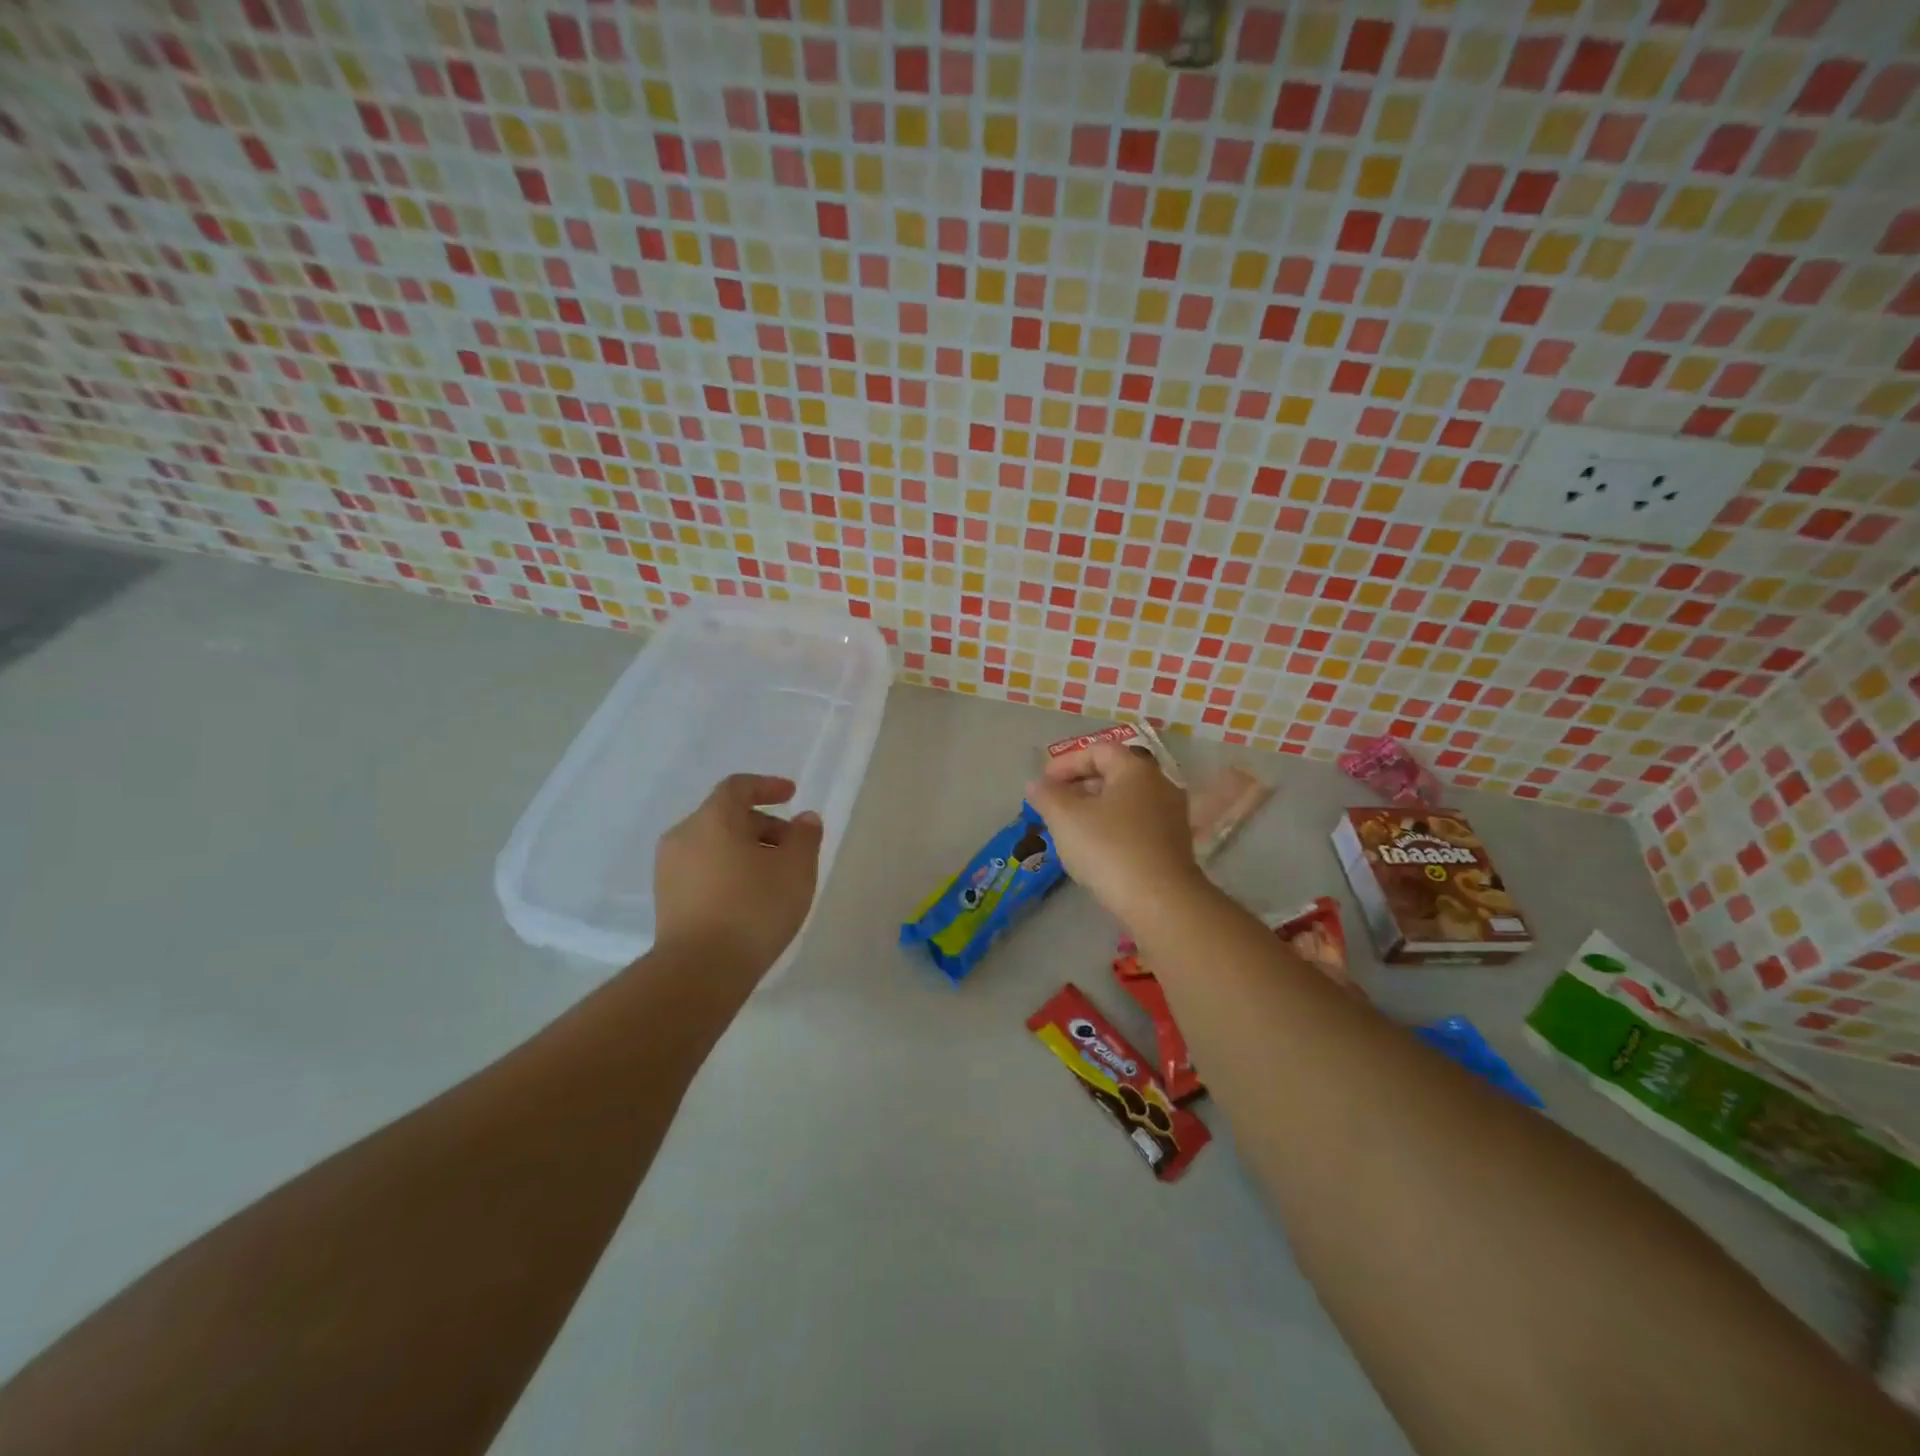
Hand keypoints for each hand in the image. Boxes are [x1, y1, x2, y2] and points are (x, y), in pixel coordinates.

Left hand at [653, 774, 822, 972]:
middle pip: (726, 817)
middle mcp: (684, 836)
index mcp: (712, 819)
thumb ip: (805, 837)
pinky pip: (703, 871)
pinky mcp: (667, 901)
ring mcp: (669, 870)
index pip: (738, 787)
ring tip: (775, 877)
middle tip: (793, 847)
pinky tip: (751, 898)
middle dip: (763, 825)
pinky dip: (728, 872)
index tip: (792, 794)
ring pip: (714, 846)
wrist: (699, 971)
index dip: (767, 786)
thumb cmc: (753, 908)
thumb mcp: (796, 869)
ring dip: (746, 851)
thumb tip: (804, 819)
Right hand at [1025, 742, 1199, 916]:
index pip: (1098, 750)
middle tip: (1053, 804)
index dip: (1066, 763)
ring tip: (1069, 828)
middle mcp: (1159, 785)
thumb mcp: (1065, 818)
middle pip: (1114, 774)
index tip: (1043, 783)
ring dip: (1095, 809)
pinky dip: (1112, 828)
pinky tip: (1095, 850)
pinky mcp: (1173, 846)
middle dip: (1079, 786)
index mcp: (1136, 769)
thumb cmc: (1109, 849)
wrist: (1160, 902)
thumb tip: (1036, 784)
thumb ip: (1047, 795)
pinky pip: (1136, 825)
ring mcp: (1171, 816)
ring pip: (1125, 802)